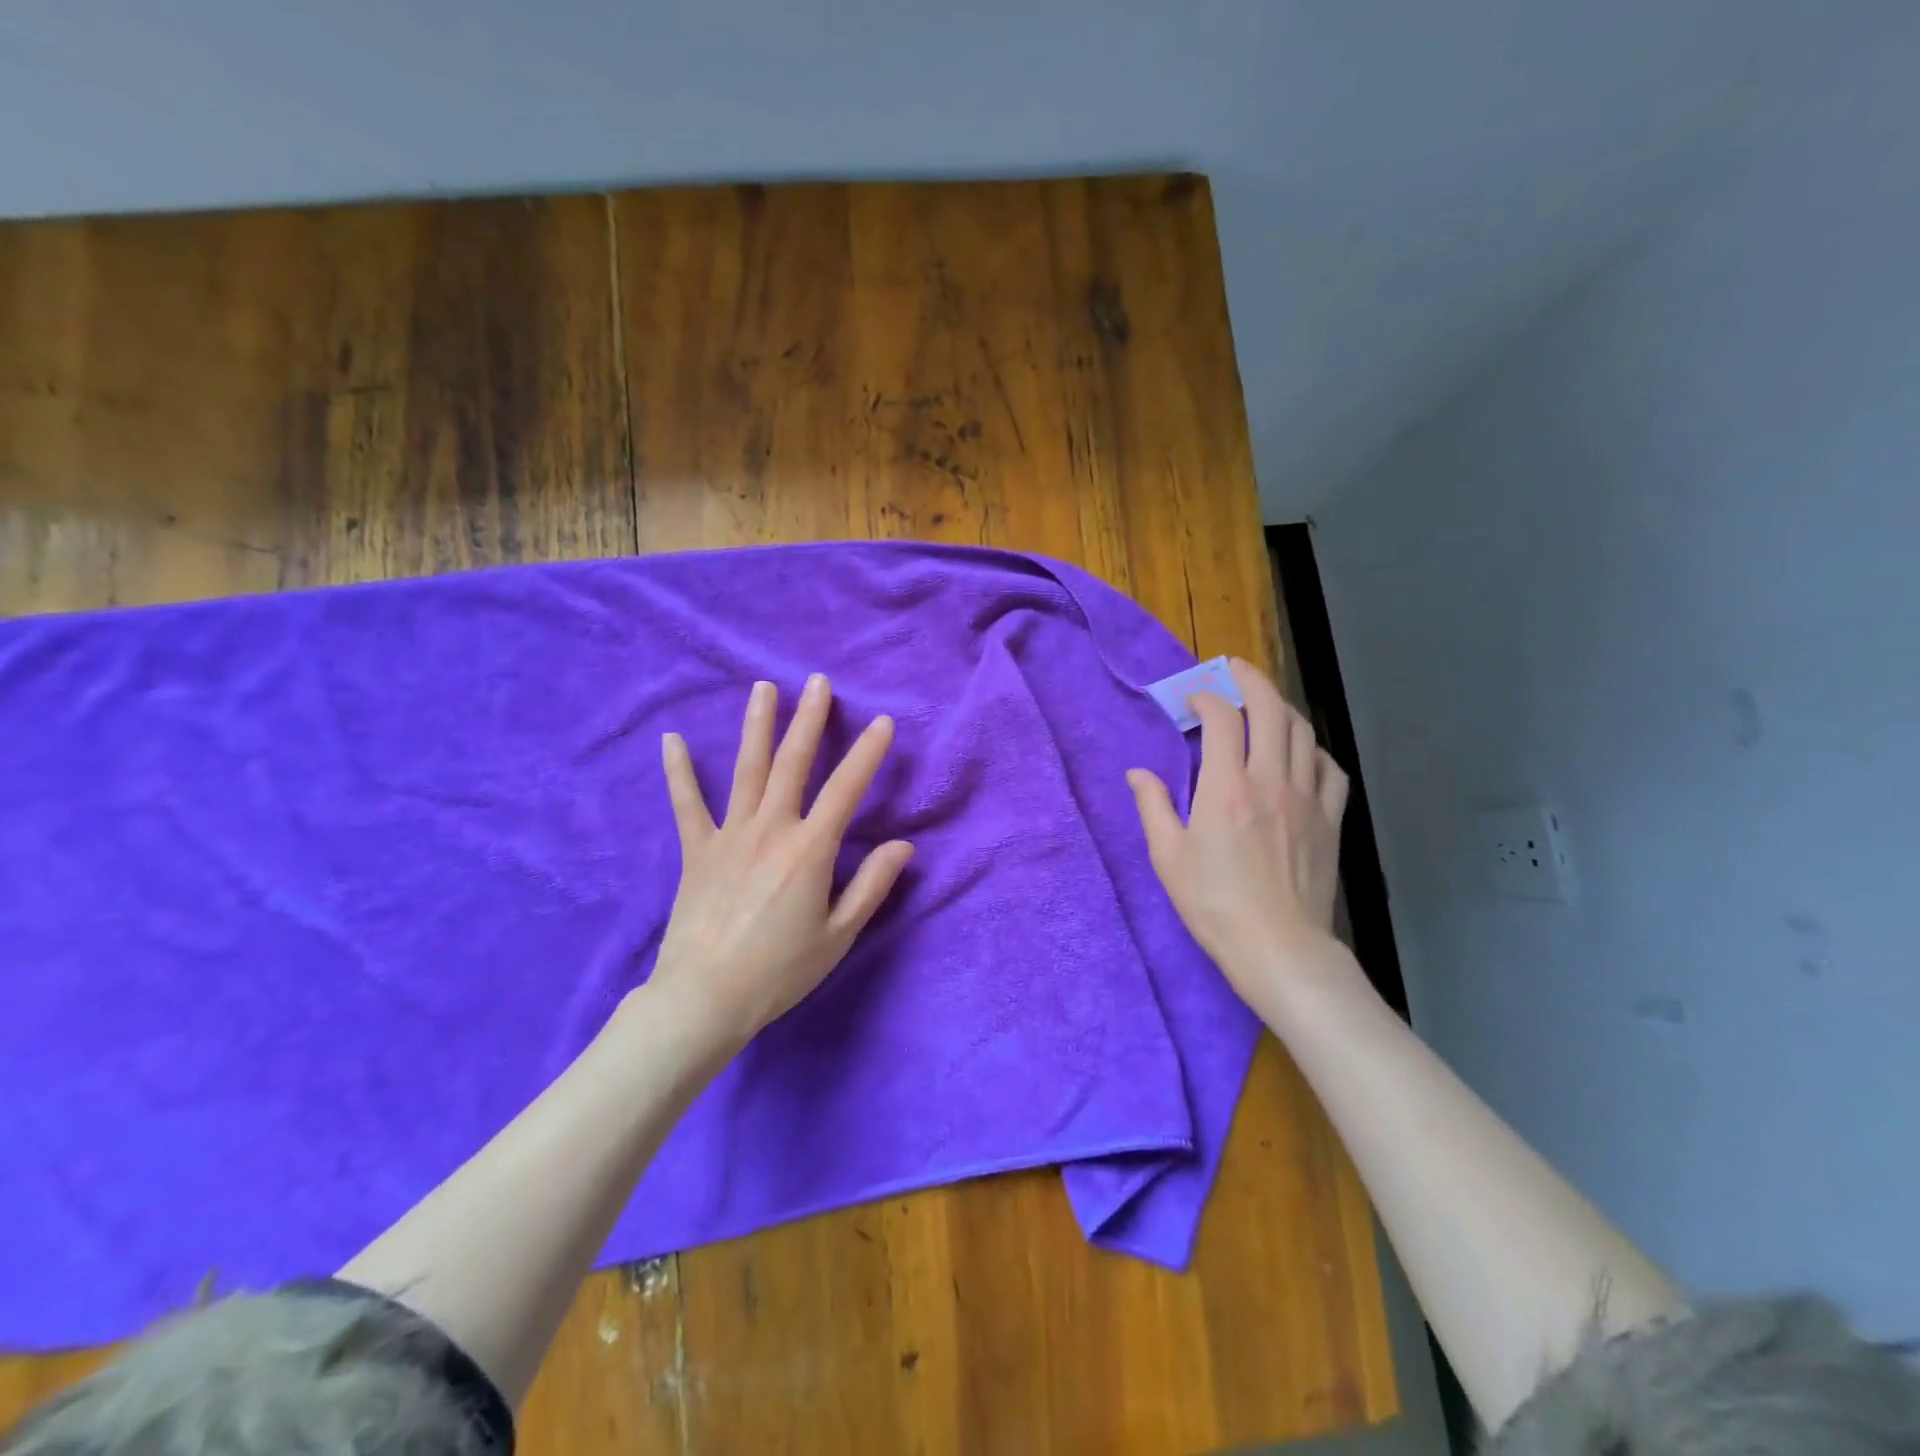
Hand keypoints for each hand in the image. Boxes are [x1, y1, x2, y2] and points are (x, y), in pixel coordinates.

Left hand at [650, 674, 913, 1052]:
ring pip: (747, 770)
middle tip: (818, 683)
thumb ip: (872, 885)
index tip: (882, 721)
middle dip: (809, 719)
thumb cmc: (780, 971)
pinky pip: (687, 804)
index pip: (846, 789)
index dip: (867, 753)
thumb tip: (903, 846)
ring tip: (763, 688)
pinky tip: (672, 740)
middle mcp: (771, 829)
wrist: (705, 998)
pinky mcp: (697, 850)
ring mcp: (729, 835)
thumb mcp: (839, 935)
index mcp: (810, 849)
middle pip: (793, 763)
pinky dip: (680, 772)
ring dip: (757, 726)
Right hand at [1127, 658, 1350, 990]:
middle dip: (1250, 680)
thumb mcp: (1168, 857)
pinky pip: (1329, 767)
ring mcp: (1307, 798)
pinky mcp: (1330, 819)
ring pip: (1303, 731)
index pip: (1222, 720)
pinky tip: (1301, 752)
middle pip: (1270, 710)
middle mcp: (1271, 781)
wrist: (1279, 948)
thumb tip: (1138, 773)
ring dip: (1281, 707)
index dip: (1206, 699)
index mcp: (1226, 788)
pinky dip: (1313, 748)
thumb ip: (1152, 806)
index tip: (1192, 702)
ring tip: (1263, 702)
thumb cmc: (1214, 904)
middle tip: (1233, 670)